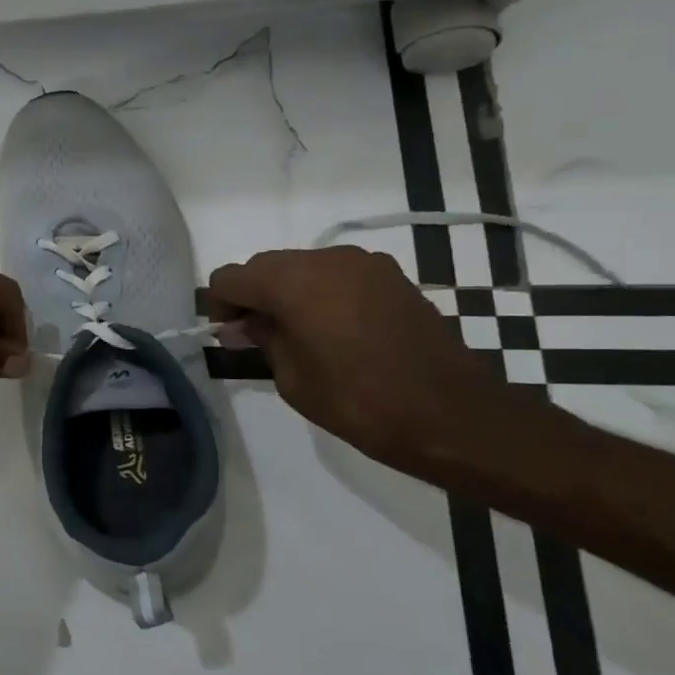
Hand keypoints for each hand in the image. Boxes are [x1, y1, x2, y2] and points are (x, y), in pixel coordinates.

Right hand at [207, 246, 501, 477]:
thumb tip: (244, 324)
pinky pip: (337, 274)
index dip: (221, 305)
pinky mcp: (392, 276)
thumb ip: (263, 339)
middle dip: (253, 296)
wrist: (454, 415)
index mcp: (292, 283)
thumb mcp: (293, 378)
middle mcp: (325, 259)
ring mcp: (364, 263)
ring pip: (301, 266)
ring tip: (299, 334)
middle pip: (265, 265)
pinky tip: (334, 330)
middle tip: (257, 337)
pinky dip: (322, 293)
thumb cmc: (361, 403)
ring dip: (288, 292)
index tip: (230, 336)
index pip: (231, 277)